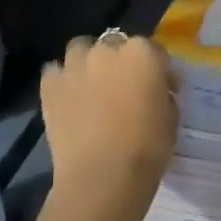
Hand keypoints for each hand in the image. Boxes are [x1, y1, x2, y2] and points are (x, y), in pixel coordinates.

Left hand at [41, 32, 176, 220]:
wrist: (102, 176)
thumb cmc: (147, 148)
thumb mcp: (171, 117)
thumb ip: (162, 94)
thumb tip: (155, 92)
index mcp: (143, 54)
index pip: (154, 50)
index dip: (158, 70)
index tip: (162, 89)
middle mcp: (108, 50)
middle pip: (115, 44)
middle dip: (120, 60)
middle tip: (124, 87)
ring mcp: (75, 66)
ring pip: (80, 49)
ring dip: (87, 61)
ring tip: (92, 85)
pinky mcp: (50, 86)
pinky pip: (54, 71)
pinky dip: (62, 79)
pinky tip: (68, 97)